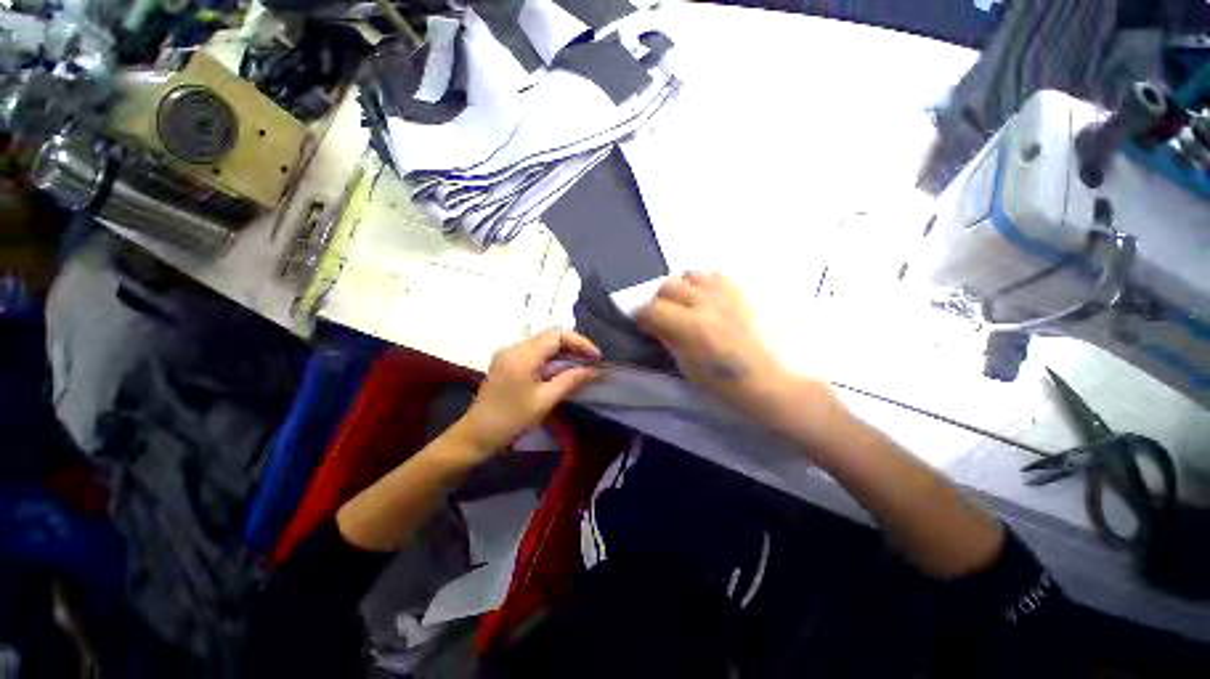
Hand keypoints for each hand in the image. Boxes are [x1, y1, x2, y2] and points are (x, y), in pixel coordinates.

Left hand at [455, 329, 602, 457]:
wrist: (476, 436)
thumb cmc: (511, 420)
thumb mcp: (545, 400)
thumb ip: (571, 380)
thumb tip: (596, 370)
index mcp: (522, 354)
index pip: (557, 335)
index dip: (580, 342)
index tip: (597, 357)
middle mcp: (514, 347)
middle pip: (550, 337)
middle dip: (574, 346)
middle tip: (593, 361)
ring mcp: (509, 354)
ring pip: (544, 344)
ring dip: (565, 352)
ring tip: (584, 365)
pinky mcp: (508, 363)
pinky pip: (536, 354)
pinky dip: (553, 359)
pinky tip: (564, 370)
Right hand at [636, 272, 802, 413]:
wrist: (774, 380)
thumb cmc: (727, 384)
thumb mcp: (688, 366)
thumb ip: (668, 339)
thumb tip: (654, 324)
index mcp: (691, 327)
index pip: (651, 309)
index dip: (642, 316)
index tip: (643, 323)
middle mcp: (707, 302)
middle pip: (668, 286)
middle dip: (659, 300)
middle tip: (664, 314)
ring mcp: (728, 292)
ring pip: (691, 274)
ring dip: (682, 288)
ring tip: (688, 303)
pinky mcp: (745, 290)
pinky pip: (716, 274)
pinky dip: (705, 284)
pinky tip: (710, 299)